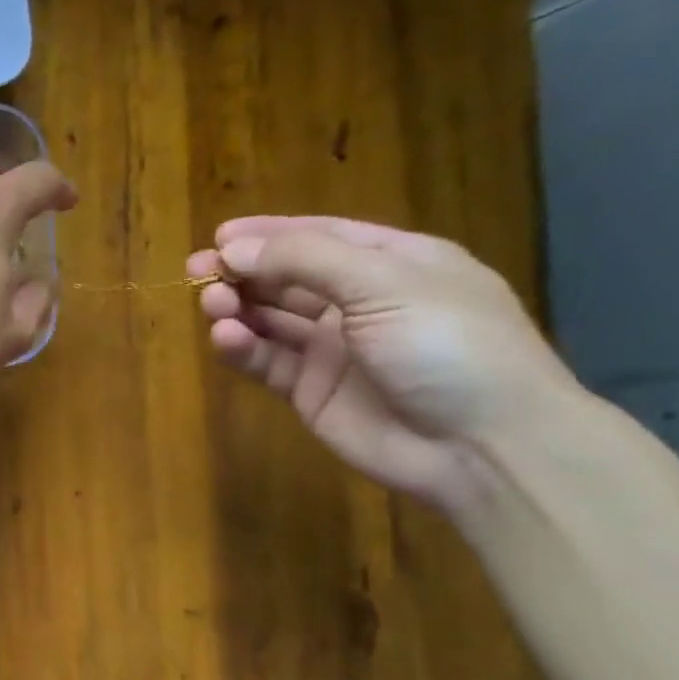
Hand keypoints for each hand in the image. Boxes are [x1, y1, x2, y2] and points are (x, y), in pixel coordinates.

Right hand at [189, 216, 579, 511]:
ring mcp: (333, 349)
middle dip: (244, 271)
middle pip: (288, 278)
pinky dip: (243, 347)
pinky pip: (267, 361)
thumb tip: (231, 248)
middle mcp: (360, 302)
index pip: (320, 236)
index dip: (269, 234)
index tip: (218, 235)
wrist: (481, 445)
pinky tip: (225, 338)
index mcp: (393, 264)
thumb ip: (304, 260)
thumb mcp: (384, 284)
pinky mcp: (310, 391)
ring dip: (239, 307)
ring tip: (211, 304)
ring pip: (271, 319)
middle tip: (197, 272)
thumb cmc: (447, 344)